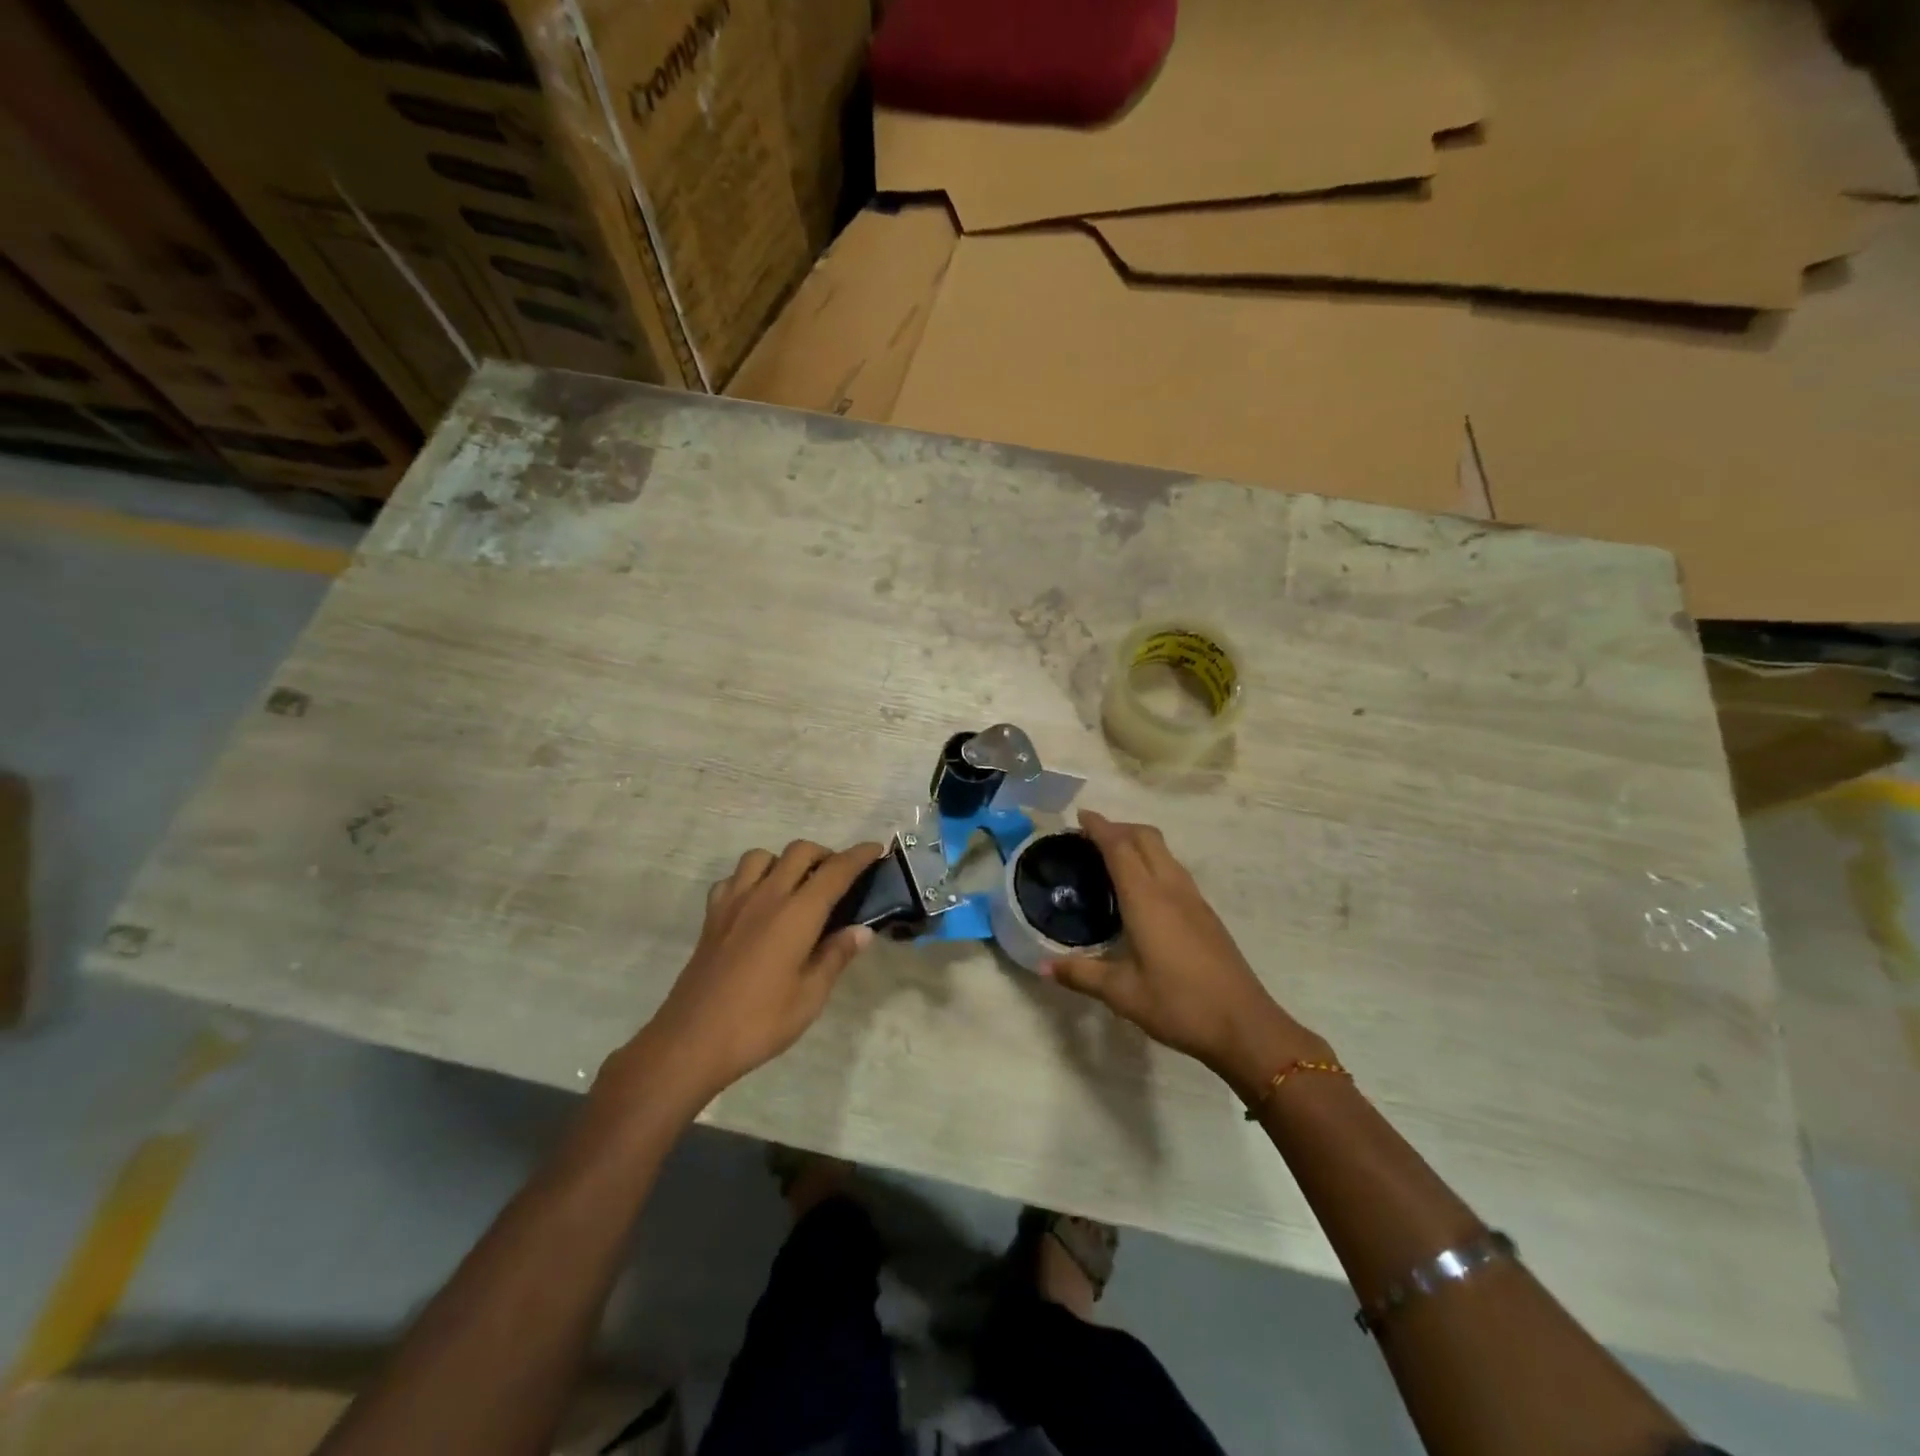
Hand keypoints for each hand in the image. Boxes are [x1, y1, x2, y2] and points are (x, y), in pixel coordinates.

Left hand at [620, 839, 883, 1108]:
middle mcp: (767, 896)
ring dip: (785, 861)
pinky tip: (757, 903)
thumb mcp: (811, 996)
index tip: (875, 848)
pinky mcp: (712, 916)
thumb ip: (836, 956)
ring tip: (796, 886)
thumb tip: (861, 930)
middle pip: (800, 852)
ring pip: (762, 856)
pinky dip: (750, 879)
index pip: (835, 871)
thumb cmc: (760, 1022)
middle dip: (825, 854)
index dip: (859, 856)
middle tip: (839, 876)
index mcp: (797, 914)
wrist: (692, 1041)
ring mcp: (734, 902)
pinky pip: (733, 879)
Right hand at [1044, 811, 1329, 1097]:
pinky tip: (1141, 889)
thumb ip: (1082, 975)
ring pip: (1164, 851)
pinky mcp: (1205, 913)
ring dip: (1137, 841)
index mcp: (1147, 900)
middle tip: (1090, 836)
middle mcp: (1171, 889)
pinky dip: (1152, 861)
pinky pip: (1173, 869)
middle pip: (1146, 837)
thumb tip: (1043, 967)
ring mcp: (1193, 899)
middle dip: (1119, 827)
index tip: (1080, 816)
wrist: (1245, 1026)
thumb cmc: (1179, 1005)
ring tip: (1112, 856)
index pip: (1120, 848)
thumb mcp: (1123, 994)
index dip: (1100, 827)